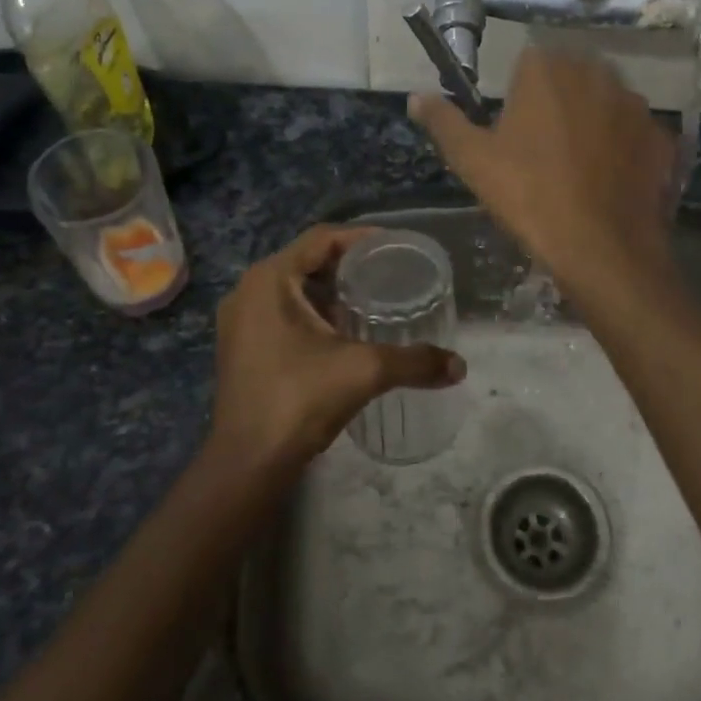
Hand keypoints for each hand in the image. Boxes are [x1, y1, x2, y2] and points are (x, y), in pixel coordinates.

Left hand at [208, 225, 464, 477]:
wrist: (248, 462)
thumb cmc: (300, 399)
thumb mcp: (364, 372)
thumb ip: (414, 362)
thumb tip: (459, 366)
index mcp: (270, 279)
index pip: (321, 238)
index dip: (361, 238)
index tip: (396, 248)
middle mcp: (248, 291)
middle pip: (307, 261)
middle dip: (349, 266)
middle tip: (390, 274)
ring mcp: (240, 320)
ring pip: (294, 288)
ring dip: (331, 291)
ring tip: (373, 300)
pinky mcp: (242, 346)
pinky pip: (282, 312)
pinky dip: (313, 313)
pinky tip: (344, 332)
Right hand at [410, 47, 676, 288]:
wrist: (601, 248)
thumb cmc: (529, 197)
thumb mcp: (473, 161)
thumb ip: (443, 121)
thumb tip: (415, 97)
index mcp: (547, 69)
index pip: (528, 63)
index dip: (519, 96)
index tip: (514, 133)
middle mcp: (596, 73)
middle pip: (570, 78)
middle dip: (557, 104)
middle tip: (542, 152)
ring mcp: (636, 104)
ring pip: (605, 103)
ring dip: (592, 122)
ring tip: (578, 169)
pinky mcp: (662, 136)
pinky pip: (635, 133)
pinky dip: (623, 148)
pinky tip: (609, 181)